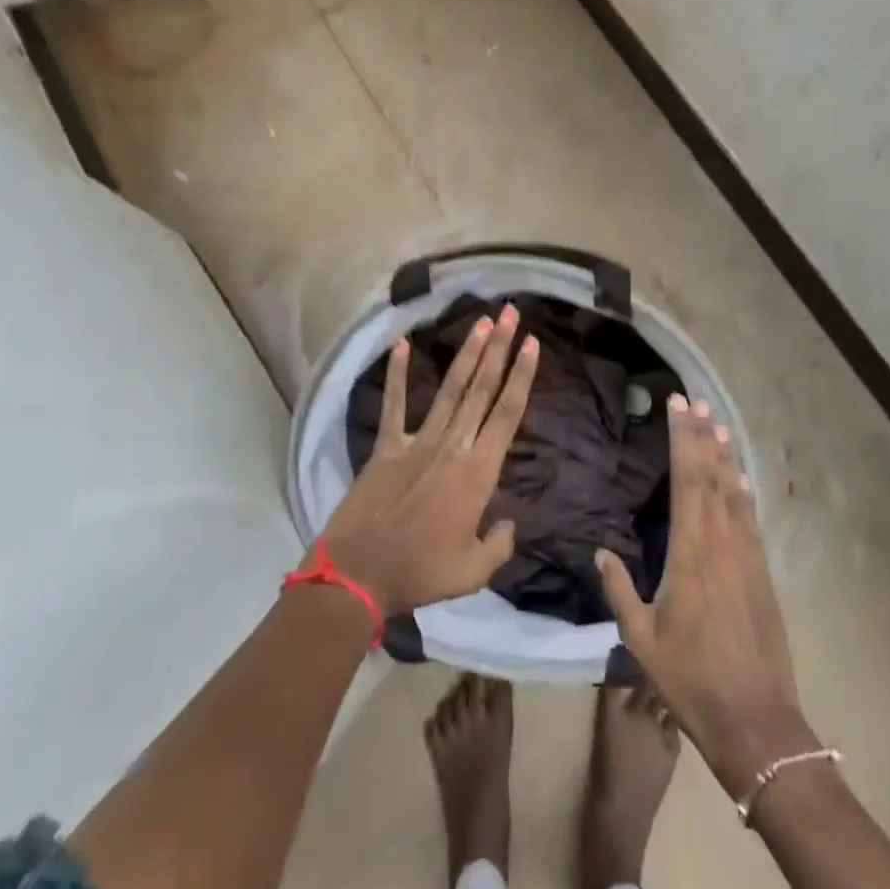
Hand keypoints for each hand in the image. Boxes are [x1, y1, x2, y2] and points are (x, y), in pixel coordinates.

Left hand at [318, 304, 539, 616]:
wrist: (357, 575)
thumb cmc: (420, 573)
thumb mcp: (473, 572)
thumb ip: (500, 544)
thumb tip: (512, 523)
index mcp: (478, 473)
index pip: (507, 414)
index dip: (521, 376)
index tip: (532, 343)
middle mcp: (452, 447)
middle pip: (481, 389)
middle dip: (499, 348)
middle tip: (509, 313)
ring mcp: (417, 442)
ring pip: (449, 390)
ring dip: (467, 353)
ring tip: (480, 321)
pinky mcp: (386, 447)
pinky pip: (394, 405)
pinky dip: (398, 374)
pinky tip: (403, 344)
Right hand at [596, 396, 818, 797]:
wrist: (755, 719)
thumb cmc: (690, 678)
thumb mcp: (640, 640)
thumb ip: (619, 590)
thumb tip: (601, 551)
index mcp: (690, 551)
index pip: (687, 478)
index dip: (682, 438)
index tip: (677, 405)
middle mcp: (722, 541)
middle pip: (712, 475)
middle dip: (702, 434)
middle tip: (695, 401)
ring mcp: (747, 555)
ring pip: (735, 491)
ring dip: (725, 454)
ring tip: (717, 422)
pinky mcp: (762, 571)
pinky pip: (751, 517)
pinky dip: (743, 490)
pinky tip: (740, 477)